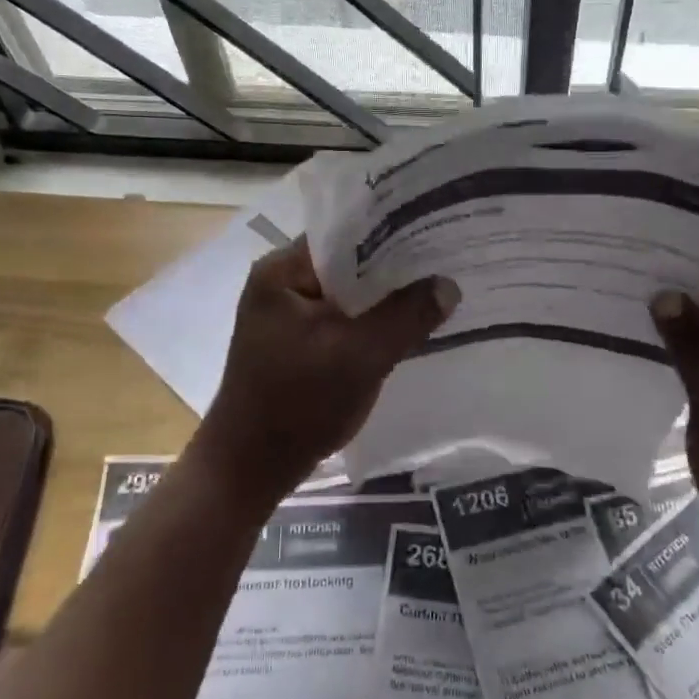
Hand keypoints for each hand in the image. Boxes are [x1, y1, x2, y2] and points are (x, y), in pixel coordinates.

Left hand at [190, 238, 458, 515]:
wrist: (249, 469)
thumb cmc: (297, 405)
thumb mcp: (360, 358)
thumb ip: (406, 317)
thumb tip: (449, 284)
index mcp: (281, 271)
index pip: (344, 232)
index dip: (391, 230)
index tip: (434, 230)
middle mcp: (281, 283)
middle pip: (348, 262)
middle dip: (394, 266)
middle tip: (447, 258)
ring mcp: (288, 315)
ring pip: (348, 293)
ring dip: (384, 296)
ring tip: (437, 285)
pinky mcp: (298, 342)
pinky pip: (343, 318)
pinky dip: (371, 320)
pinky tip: (408, 322)